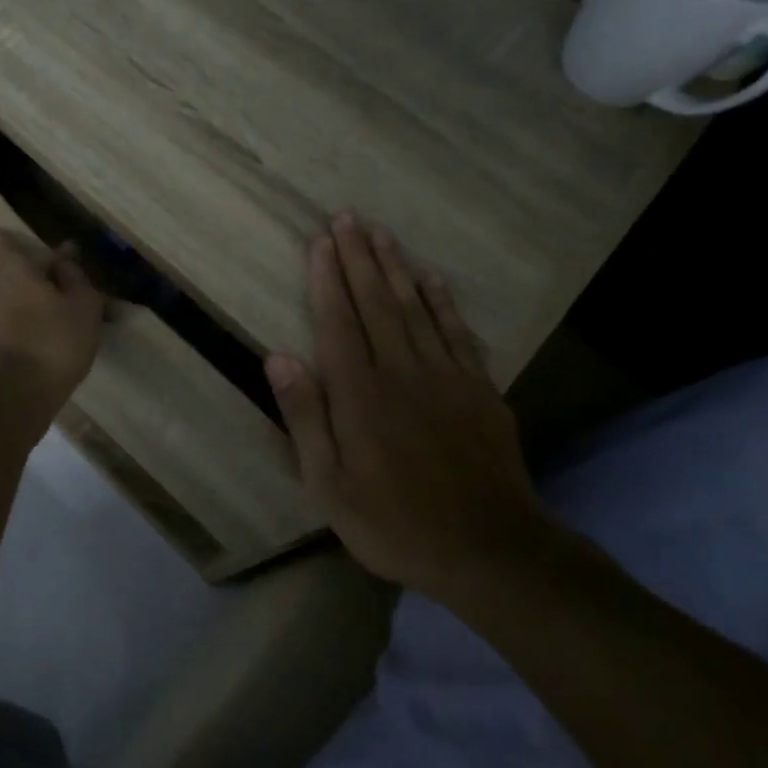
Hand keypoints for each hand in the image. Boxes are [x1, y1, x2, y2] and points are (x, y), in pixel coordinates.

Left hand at [0, 215, 103, 420]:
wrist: (16, 398)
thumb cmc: (50, 340)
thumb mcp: (82, 306)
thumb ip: (75, 279)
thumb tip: (64, 261)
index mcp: (8, 267)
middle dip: (21, 259)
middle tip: (58, 262)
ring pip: (11, 290)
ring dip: (36, 288)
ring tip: (76, 296)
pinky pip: (18, 315)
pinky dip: (38, 313)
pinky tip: (65, 324)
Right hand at [264, 212, 551, 595]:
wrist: (489, 550)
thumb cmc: (393, 522)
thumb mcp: (329, 484)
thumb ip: (306, 416)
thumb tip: (278, 356)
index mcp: (360, 394)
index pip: (338, 321)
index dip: (327, 278)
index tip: (320, 241)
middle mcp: (402, 372)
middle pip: (376, 303)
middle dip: (359, 257)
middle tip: (347, 217)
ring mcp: (447, 377)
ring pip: (416, 308)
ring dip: (396, 267)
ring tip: (382, 232)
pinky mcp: (480, 390)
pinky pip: (458, 332)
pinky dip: (442, 301)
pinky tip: (431, 278)